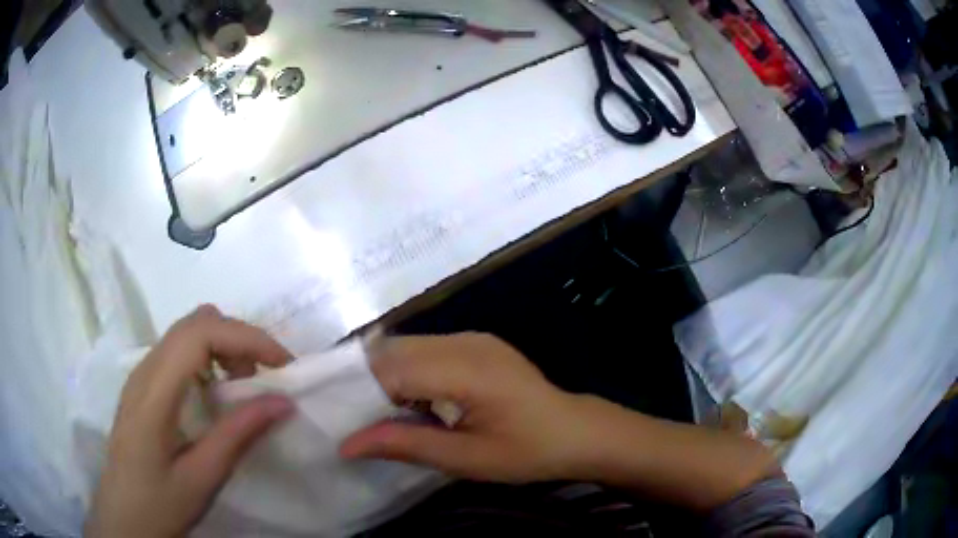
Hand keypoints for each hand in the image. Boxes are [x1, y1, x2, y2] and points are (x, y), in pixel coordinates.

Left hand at [85, 306, 294, 537]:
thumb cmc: (159, 503)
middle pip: (194, 322)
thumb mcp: (202, 478)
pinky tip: (218, 391)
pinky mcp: (144, 385)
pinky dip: (209, 357)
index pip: (199, 333)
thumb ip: (238, 435)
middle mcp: (145, 370)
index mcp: (154, 392)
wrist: (123, 516)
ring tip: (246, 383)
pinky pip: (179, 350)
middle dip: (239, 337)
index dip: (245, 336)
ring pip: (186, 331)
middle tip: (269, 374)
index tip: (283, 364)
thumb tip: (283, 402)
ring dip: (224, 344)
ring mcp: (141, 375)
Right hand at [340, 333, 589, 482]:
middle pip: (397, 350)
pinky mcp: (477, 343)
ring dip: (386, 375)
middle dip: (367, 381)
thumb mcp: (466, 459)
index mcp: (468, 369)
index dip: (360, 392)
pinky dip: (407, 371)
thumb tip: (346, 444)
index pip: (394, 368)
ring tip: (373, 411)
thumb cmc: (527, 452)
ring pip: (408, 347)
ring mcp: (473, 338)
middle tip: (349, 415)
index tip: (338, 418)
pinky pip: (427, 350)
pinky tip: (407, 399)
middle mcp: (467, 342)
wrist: (576, 432)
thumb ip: (405, 444)